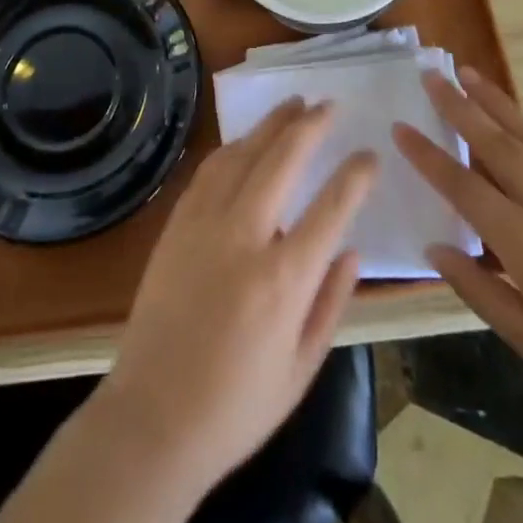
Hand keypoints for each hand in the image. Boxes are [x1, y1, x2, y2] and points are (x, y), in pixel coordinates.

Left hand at [95, 98, 377, 501]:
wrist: (153, 417)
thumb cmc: (237, 407)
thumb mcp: (301, 369)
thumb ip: (331, 304)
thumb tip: (352, 251)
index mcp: (283, 279)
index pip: (330, 209)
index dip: (354, 176)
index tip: (369, 154)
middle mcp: (244, 237)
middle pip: (282, 160)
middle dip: (310, 126)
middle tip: (329, 104)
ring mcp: (204, 224)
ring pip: (242, 154)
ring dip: (270, 125)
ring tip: (292, 105)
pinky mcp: (176, 224)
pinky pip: (209, 171)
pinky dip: (233, 147)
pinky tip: (245, 141)